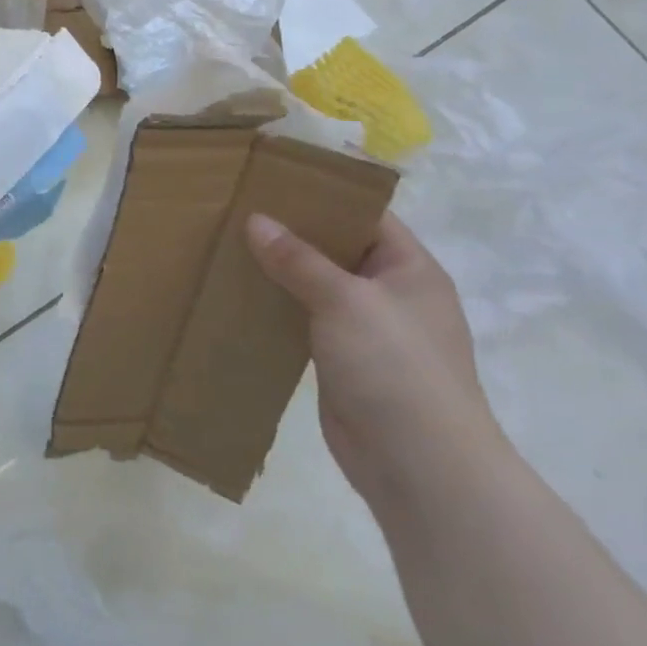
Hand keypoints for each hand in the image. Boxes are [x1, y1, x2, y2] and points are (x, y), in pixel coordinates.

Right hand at [246, 211, 498, 499]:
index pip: (366, 216)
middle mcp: (390, 294)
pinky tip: (239, 295)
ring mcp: (366, 330)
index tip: (273, 182)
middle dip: (292, 234)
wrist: (417, 462)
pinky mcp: (341, 360)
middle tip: (239, 212)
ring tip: (229, 247)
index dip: (324, 197)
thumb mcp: (345, 300)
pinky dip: (276, 308)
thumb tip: (256, 220)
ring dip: (280, 273)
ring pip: (316, 287)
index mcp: (409, 269)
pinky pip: (304, 321)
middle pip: (337, 250)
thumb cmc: (394, 366)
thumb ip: (298, 259)